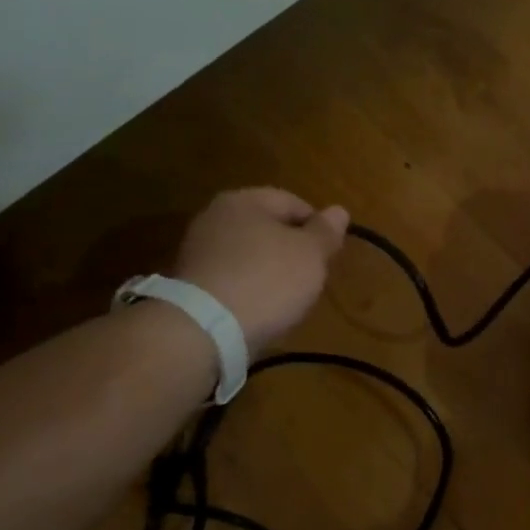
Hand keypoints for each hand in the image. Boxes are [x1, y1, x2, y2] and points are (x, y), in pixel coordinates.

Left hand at [173, 188, 350, 354]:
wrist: (206, 329)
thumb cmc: (268, 279)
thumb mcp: (310, 253)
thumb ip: (326, 231)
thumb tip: (338, 210)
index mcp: (244, 200)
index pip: (293, 202)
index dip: (318, 226)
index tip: (330, 254)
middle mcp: (215, 217)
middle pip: (269, 228)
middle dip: (293, 250)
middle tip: (312, 277)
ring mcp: (198, 250)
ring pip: (250, 254)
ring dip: (271, 271)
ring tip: (288, 297)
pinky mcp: (191, 283)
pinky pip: (233, 277)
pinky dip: (250, 288)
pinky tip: (261, 308)